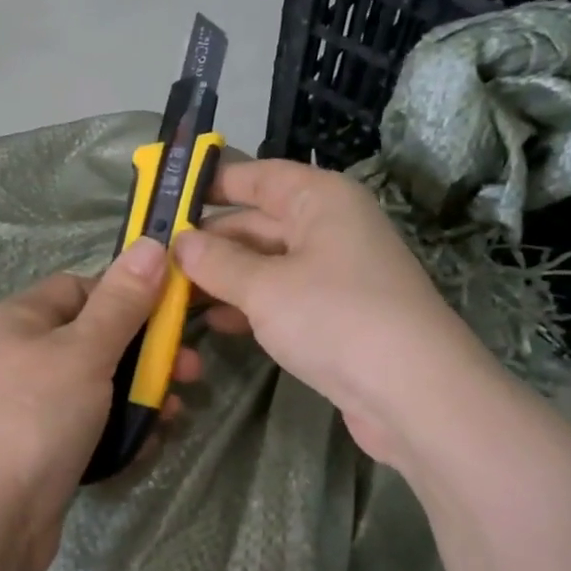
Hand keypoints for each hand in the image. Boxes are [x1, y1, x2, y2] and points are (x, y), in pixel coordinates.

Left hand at [0, 236, 201, 570]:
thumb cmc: (36, 417)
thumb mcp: (85, 351)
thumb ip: (122, 302)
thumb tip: (150, 242)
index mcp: (25, 319)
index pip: (83, 287)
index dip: (128, 295)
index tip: (171, 315)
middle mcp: (28, 356)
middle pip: (101, 339)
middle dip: (148, 355)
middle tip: (192, 371)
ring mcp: (38, 405)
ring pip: (105, 386)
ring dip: (144, 396)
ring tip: (172, 415)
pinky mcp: (51, 447)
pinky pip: (97, 425)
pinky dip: (124, 431)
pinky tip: (147, 445)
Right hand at [174, 159, 489, 468]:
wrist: (414, 393)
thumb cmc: (335, 317)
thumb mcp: (265, 287)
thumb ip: (216, 262)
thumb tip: (179, 243)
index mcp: (321, 199)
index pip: (258, 176)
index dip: (212, 183)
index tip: (165, 197)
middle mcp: (331, 227)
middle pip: (258, 222)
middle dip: (209, 241)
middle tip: (156, 258)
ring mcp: (336, 273)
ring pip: (267, 264)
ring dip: (223, 278)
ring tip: (172, 293)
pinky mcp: (337, 315)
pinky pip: (282, 298)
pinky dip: (249, 306)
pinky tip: (214, 323)